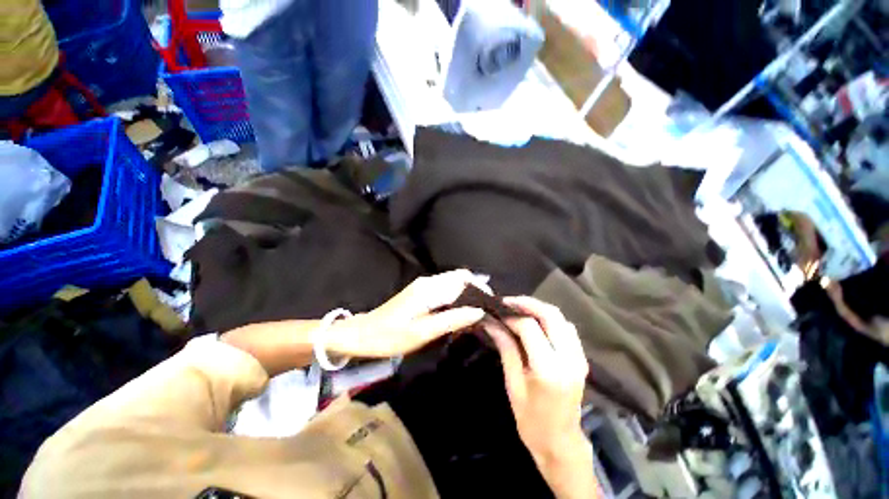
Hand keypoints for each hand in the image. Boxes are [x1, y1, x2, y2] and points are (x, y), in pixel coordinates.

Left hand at [328, 270, 486, 357]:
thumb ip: (452, 320)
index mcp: (430, 289)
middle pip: (460, 277)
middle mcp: (429, 281)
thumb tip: (478, 312)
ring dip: (466, 295)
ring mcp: (424, 285)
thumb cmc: (391, 336)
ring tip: (475, 314)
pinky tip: (459, 313)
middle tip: (485, 311)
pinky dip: (456, 297)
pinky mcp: (421, 291)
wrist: (363, 333)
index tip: (491, 305)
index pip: (463, 279)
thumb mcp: (423, 333)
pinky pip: (445, 289)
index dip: (480, 288)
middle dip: (476, 290)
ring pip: (453, 282)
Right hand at [484, 297, 589, 464]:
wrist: (561, 443)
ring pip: (561, 318)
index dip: (511, 316)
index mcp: (549, 369)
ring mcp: (579, 357)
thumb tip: (491, 323)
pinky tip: (535, 321)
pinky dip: (549, 319)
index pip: (529, 327)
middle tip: (508, 302)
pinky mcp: (581, 358)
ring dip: (539, 308)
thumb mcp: (513, 384)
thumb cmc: (531, 420)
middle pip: (551, 315)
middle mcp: (569, 358)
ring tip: (518, 309)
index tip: (497, 313)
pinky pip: (566, 328)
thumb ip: (506, 348)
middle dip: (528, 303)